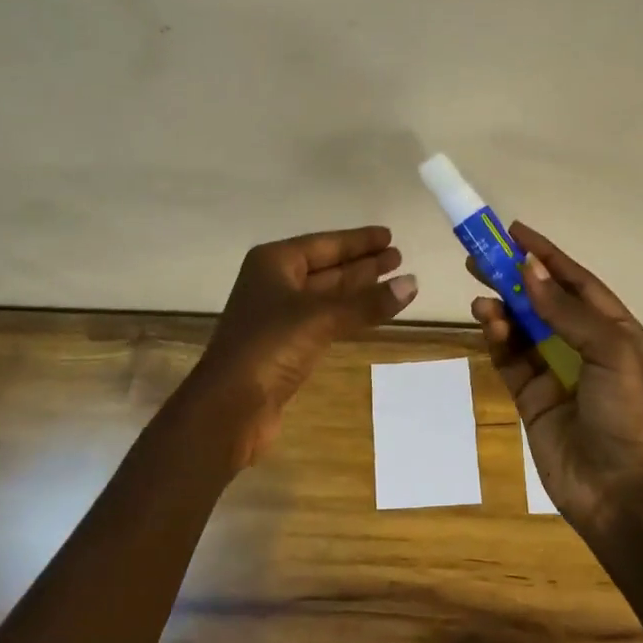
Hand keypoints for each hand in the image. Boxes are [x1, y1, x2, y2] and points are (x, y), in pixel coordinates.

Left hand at [198, 226, 416, 467]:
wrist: (229, 407)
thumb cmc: (269, 347)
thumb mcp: (321, 317)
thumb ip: (368, 302)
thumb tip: (413, 283)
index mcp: (274, 263)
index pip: (325, 244)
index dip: (358, 241)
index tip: (389, 235)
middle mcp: (274, 283)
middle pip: (327, 267)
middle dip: (362, 263)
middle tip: (399, 257)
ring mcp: (279, 316)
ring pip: (327, 294)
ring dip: (359, 288)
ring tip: (394, 280)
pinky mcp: (286, 346)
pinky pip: (326, 319)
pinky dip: (350, 314)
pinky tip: (372, 313)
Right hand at [469, 222, 642, 531]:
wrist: (619, 492)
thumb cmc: (626, 413)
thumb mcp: (610, 351)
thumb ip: (565, 310)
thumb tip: (529, 268)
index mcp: (614, 330)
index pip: (576, 281)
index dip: (546, 254)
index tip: (513, 231)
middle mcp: (584, 345)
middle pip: (543, 300)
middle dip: (514, 277)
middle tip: (479, 256)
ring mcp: (556, 371)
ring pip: (522, 327)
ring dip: (503, 307)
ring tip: (480, 292)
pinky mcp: (532, 396)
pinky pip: (510, 358)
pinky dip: (497, 338)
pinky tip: (487, 322)